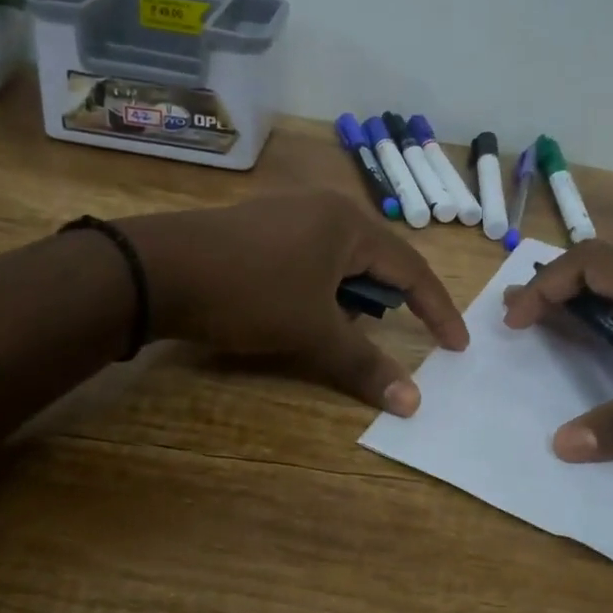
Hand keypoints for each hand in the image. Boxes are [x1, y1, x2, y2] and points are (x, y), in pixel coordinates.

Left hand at [121, 193, 468, 414]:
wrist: (157, 270)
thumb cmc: (250, 293)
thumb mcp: (313, 332)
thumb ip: (365, 364)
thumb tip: (413, 403)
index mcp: (348, 224)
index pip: (411, 269)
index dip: (436, 310)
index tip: (455, 346)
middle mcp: (322, 209)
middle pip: (374, 262)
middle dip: (383, 304)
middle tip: (384, 338)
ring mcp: (286, 214)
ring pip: (337, 263)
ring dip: (345, 300)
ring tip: (330, 330)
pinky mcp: (256, 228)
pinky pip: (305, 260)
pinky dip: (315, 290)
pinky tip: (293, 311)